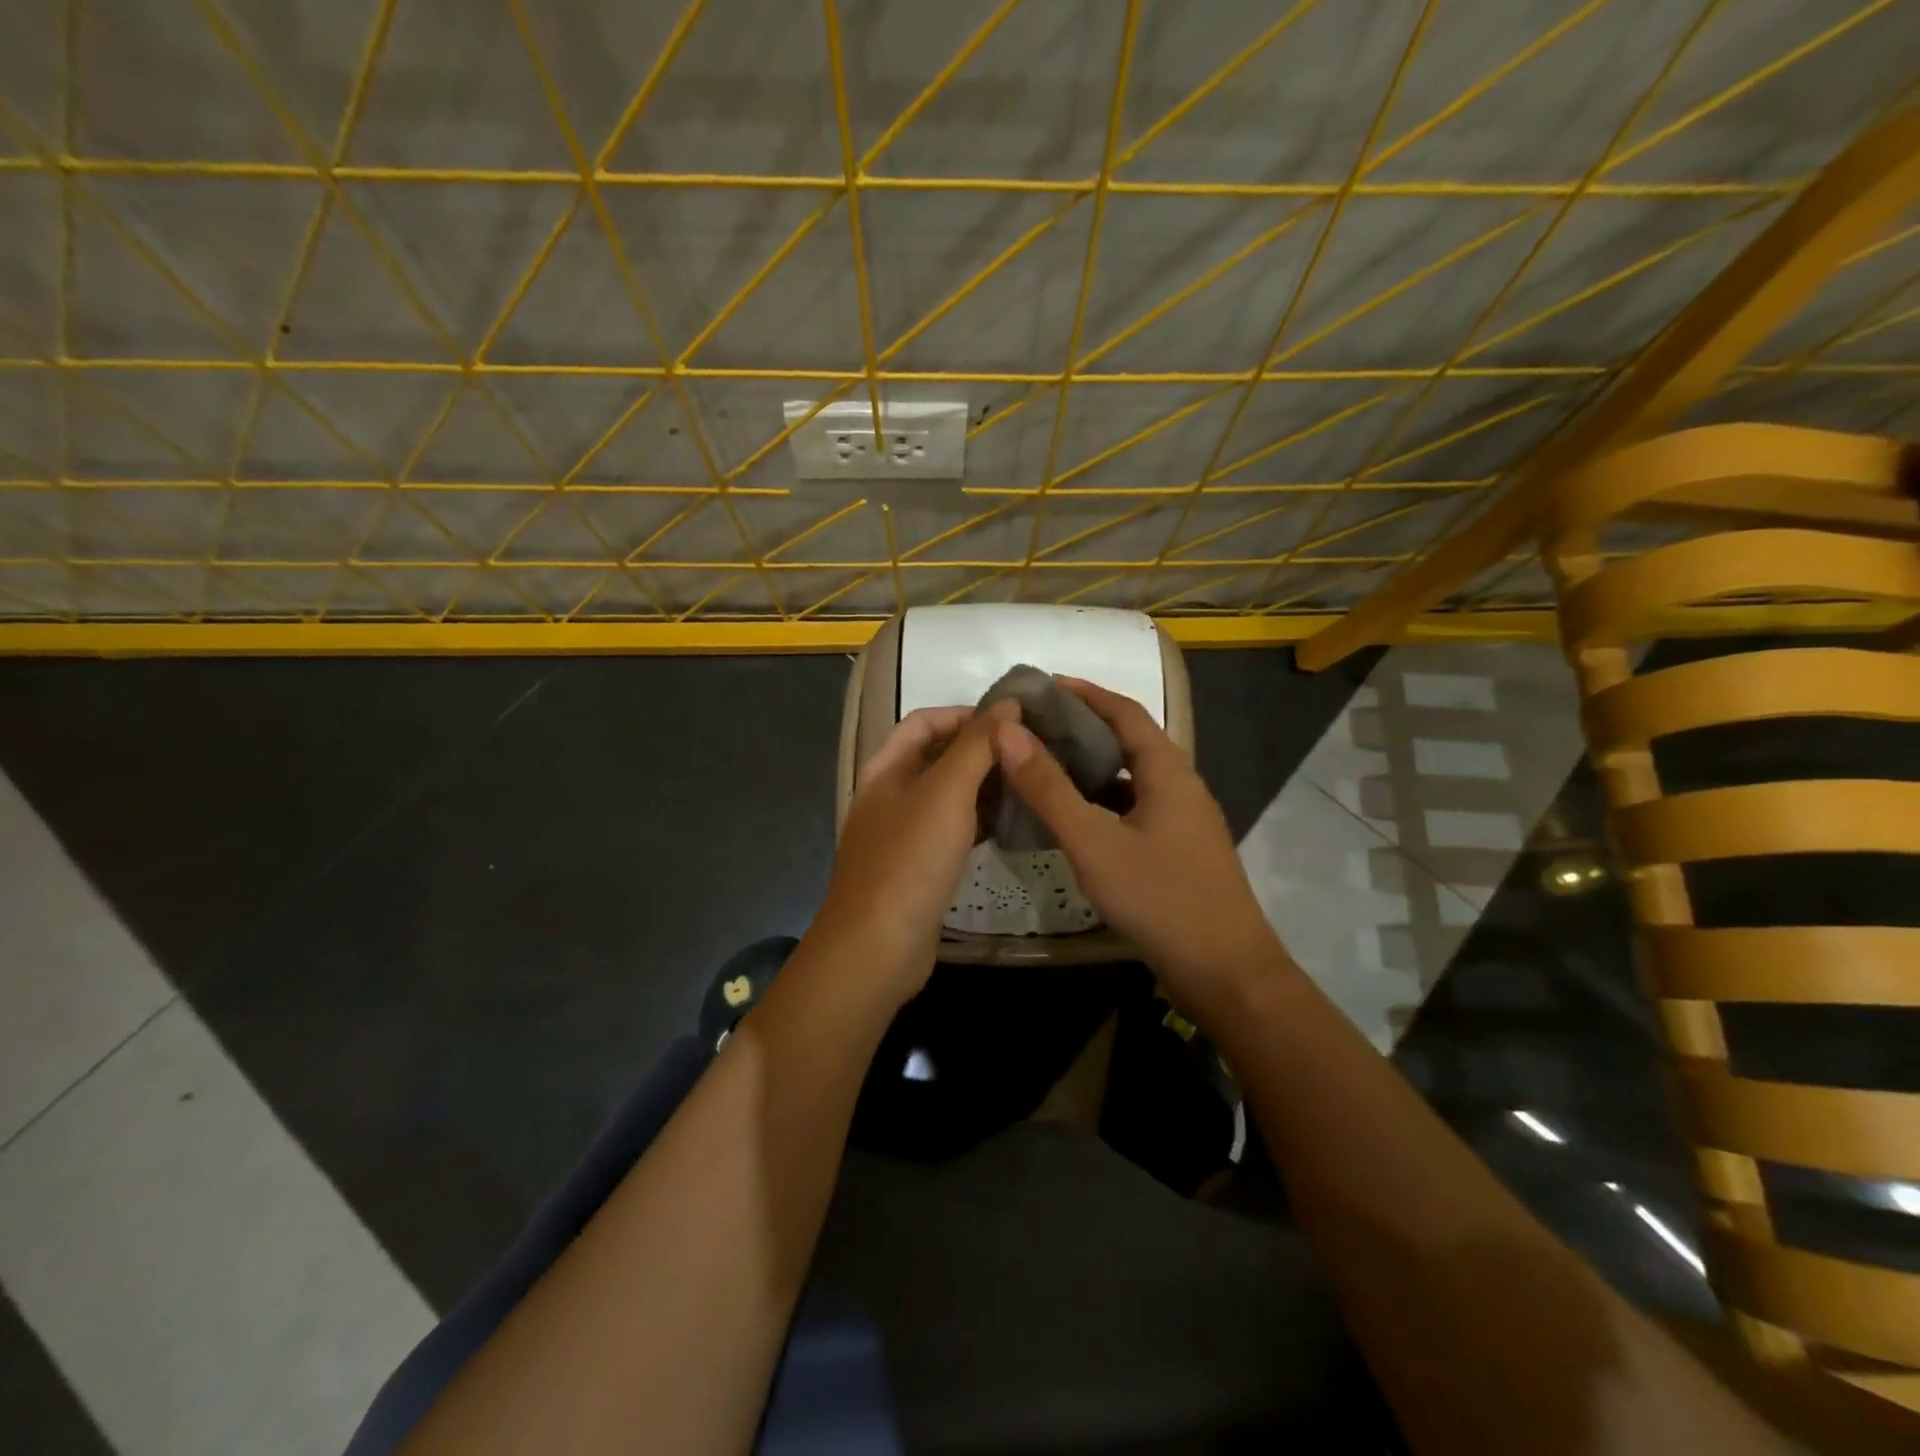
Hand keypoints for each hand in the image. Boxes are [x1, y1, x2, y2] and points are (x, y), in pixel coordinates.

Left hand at [815, 701, 1017, 1003]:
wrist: (878, 947)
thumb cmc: (910, 860)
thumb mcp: (946, 793)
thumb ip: (977, 746)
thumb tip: (1008, 704)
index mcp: (885, 769)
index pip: (925, 721)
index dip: (966, 714)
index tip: (1012, 721)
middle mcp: (890, 795)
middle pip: (937, 757)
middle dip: (980, 750)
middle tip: (1030, 751)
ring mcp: (902, 833)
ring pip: (948, 795)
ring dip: (984, 785)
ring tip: (1029, 782)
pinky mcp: (918, 867)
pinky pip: (952, 830)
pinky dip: (979, 820)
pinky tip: (1011, 824)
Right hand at [989, 678, 1290, 1020]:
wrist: (1227, 974)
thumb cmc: (1160, 899)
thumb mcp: (1094, 843)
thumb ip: (1048, 789)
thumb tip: (1007, 731)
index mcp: (1168, 771)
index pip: (1125, 711)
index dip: (1084, 692)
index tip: (1042, 686)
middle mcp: (1181, 786)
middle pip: (1129, 742)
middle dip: (1082, 728)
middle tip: (1032, 728)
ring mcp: (1183, 822)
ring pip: (1131, 780)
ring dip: (1091, 768)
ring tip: (1043, 767)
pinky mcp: (1178, 852)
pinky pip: (1134, 811)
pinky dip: (1101, 804)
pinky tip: (1072, 820)